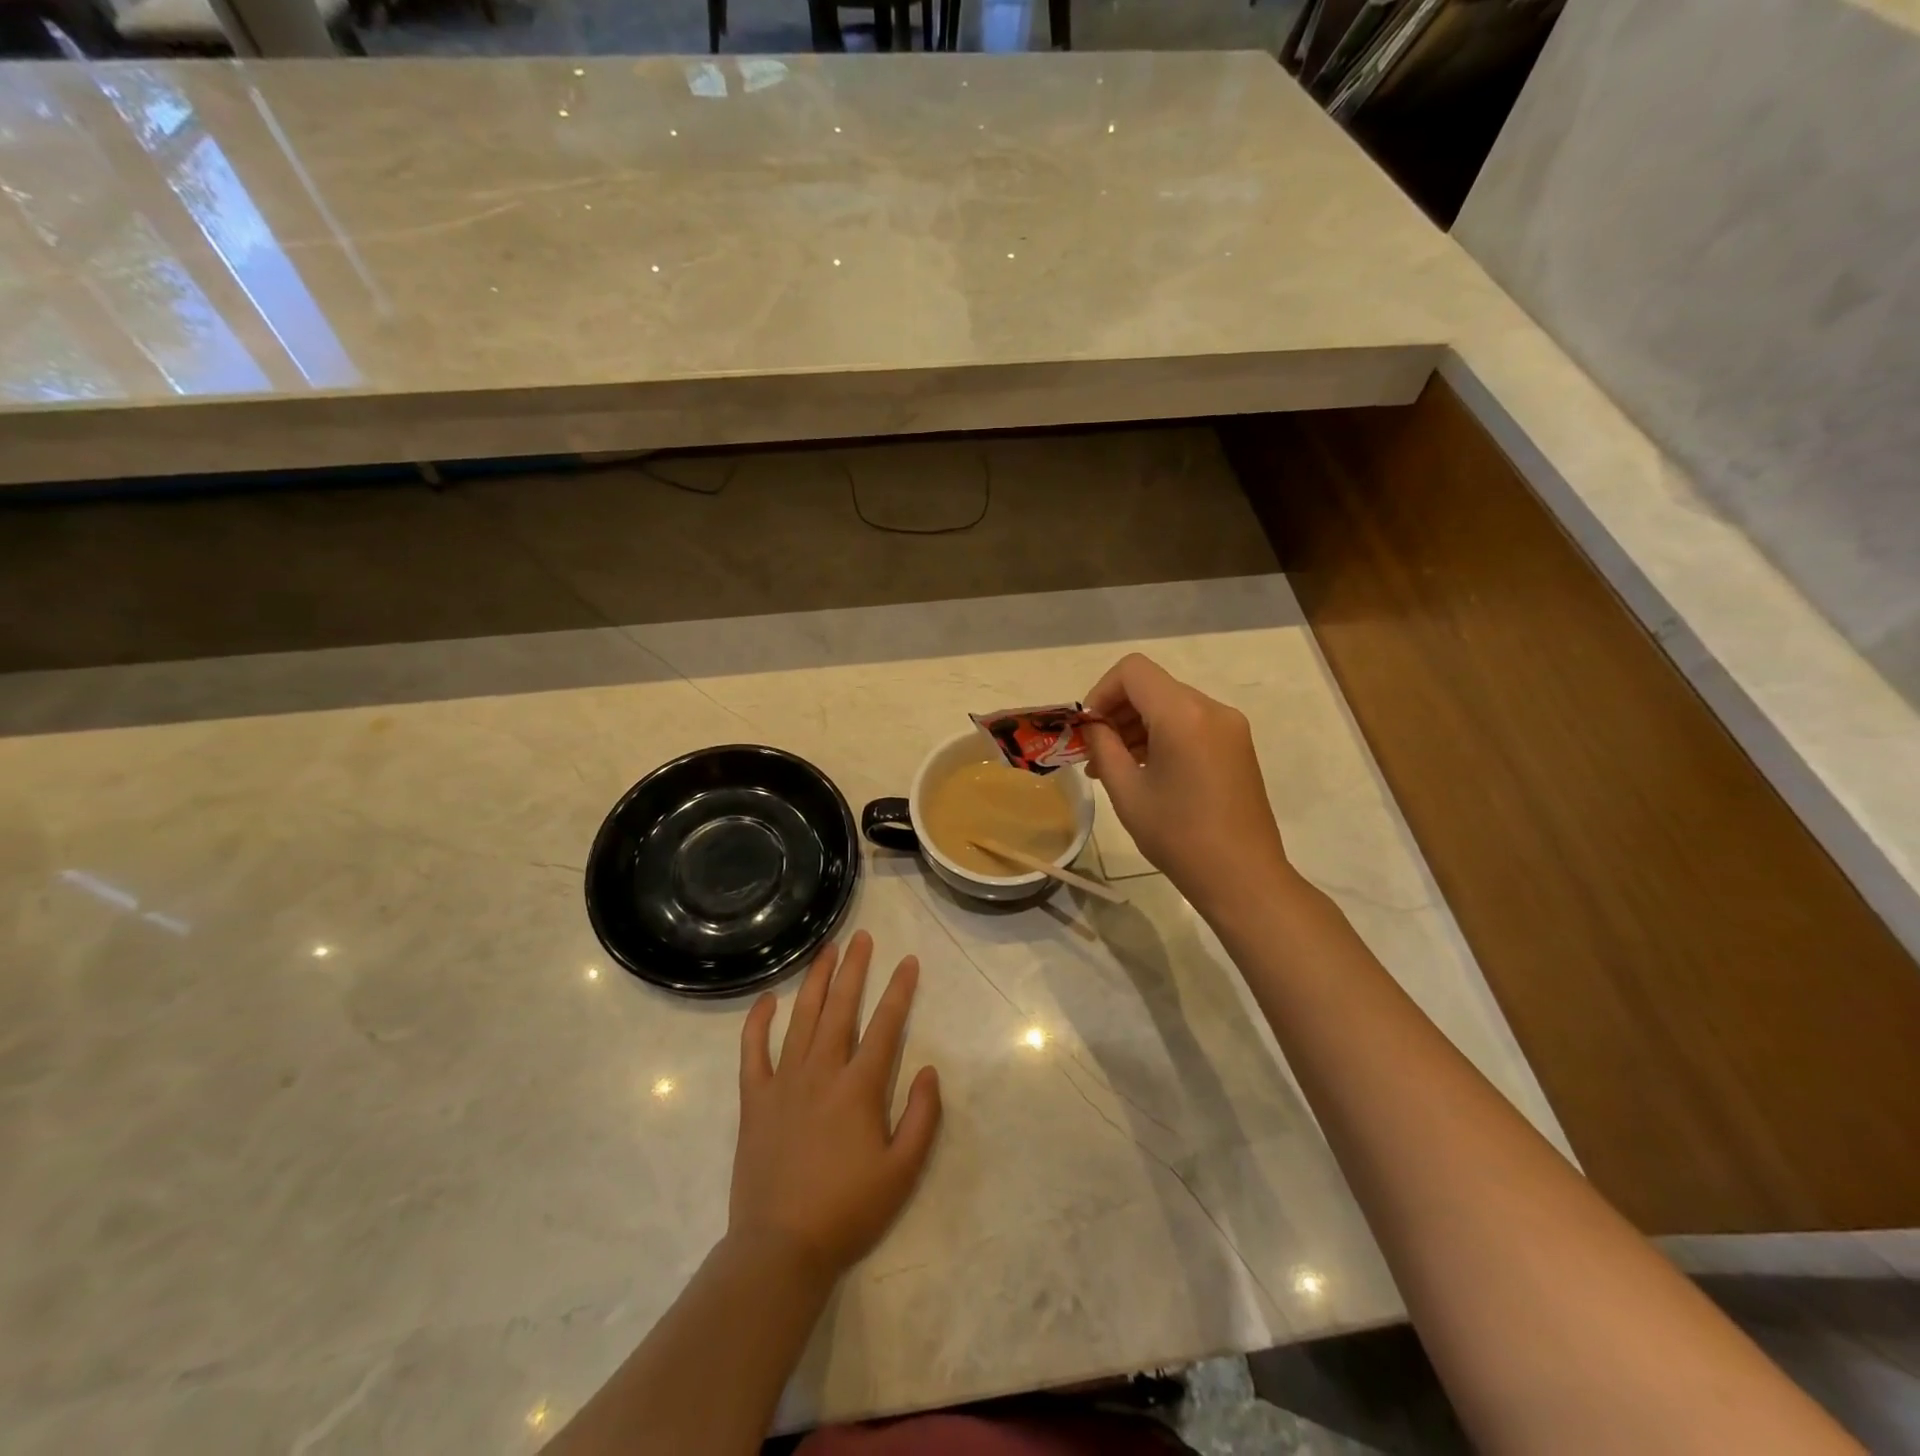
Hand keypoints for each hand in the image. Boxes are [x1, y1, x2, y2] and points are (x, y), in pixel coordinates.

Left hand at [730, 931, 941, 1280]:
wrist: (780, 1249)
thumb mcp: (903, 1171)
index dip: (899, 991)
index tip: (908, 961)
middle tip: (863, 937)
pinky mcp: (755, 1099)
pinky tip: (767, 999)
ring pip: (801, 1018)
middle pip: (840, 1008)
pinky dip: (758, 1022)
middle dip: (854, 969)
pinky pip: (753, 1051)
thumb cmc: (847, 1211)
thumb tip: (930, 1070)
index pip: (885, 1026)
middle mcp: (821, 1072)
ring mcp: (784, 1082)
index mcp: (859, 1088)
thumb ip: (922, 1117)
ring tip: (827, 950)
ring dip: (815, 980)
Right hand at [1084, 653, 1293, 912]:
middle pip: (1152, 687)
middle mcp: (1211, 709)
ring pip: (1171, 706)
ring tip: (1116, 769)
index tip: (1088, 728)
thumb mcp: (1127, 791)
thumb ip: (1104, 747)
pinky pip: (1191, 724)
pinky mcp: (1237, 746)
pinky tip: (1147, 772)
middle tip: (1094, 754)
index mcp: (1183, 714)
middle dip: (1117, 712)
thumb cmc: (1178, 836)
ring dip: (1138, 727)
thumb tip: (1094, 726)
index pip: (1133, 671)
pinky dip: (1162, 737)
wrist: (1243, 877)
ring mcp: (1230, 727)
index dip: (1101, 691)